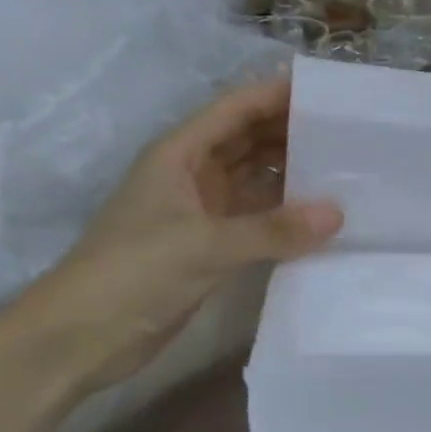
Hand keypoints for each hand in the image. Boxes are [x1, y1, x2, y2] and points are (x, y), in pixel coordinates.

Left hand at [6, 78, 341, 394]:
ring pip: (255, 178)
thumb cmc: (132, 273)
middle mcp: (193, 173)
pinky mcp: (210, 245)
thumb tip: (337, 214)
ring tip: (346, 169)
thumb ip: (273, 230)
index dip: (277, 94)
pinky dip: (284, 215)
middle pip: (249, 139)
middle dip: (293, 132)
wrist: (80, 338)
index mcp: (180, 153)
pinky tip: (320, 217)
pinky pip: (256, 217)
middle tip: (350, 133)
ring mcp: (201, 210)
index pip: (236, 109)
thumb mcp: (204, 245)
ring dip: (292, 173)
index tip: (328, 93)